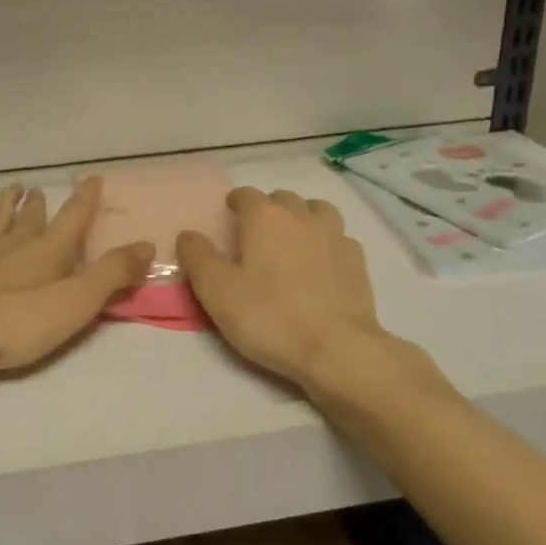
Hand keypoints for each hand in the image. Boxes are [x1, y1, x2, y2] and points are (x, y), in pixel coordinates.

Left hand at [0, 176, 153, 374]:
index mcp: (49, 251)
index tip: (92, 178)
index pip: (74, 218)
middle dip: (41, 204)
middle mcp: (15, 242)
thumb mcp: (76, 303)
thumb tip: (148, 245)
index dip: (86, 199)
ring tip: (13, 188)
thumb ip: (111, 275)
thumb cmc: (16, 320)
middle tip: (42, 189)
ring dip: (6, 204)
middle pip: (32, 218)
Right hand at [177, 187, 398, 393]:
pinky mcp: (357, 261)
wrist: (337, 349)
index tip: (228, 214)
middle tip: (256, 232)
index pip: (246, 195)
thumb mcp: (216, 291)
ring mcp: (334, 236)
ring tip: (292, 238)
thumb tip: (188, 235)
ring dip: (302, 216)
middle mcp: (301, 216)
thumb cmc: (269, 316)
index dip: (235, 201)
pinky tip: (321, 263)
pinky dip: (326, 242)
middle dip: (268, 208)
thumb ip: (198, 257)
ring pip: (317, 210)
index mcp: (265, 217)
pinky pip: (338, 238)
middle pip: (282, 198)